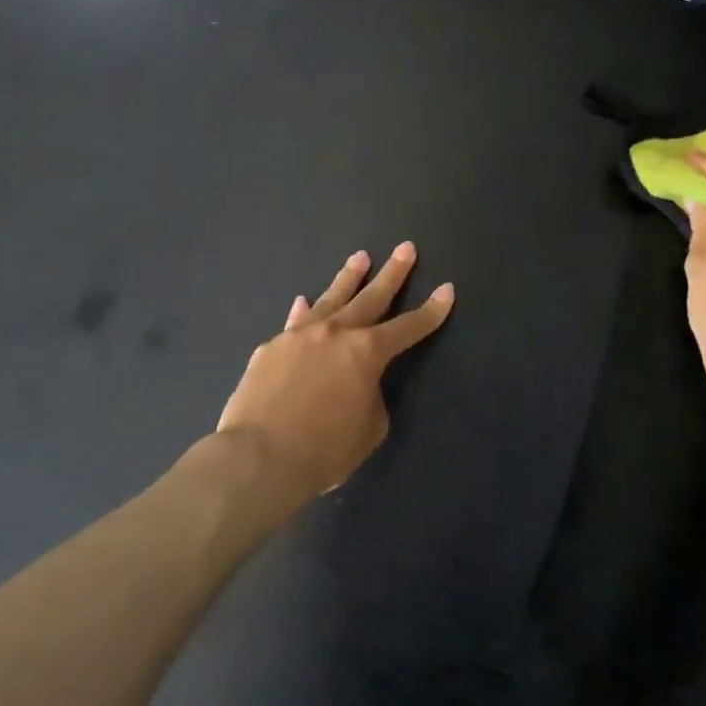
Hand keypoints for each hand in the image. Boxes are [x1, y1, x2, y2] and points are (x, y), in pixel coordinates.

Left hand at [216, 243, 454, 498]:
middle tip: (405, 248)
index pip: (409, 327)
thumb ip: (370, 398)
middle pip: (371, 297)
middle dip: (393, 273)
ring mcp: (300, 336)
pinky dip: (303, 312)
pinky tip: (303, 301)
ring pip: (330, 298)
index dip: (431, 310)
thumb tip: (356, 384)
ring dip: (348, 278)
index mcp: (367, 353)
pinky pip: (294, 323)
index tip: (447, 289)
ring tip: (360, 257)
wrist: (258, 458)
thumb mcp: (368, 430)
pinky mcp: (271, 348)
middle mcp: (336, 333)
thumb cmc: (323, 451)